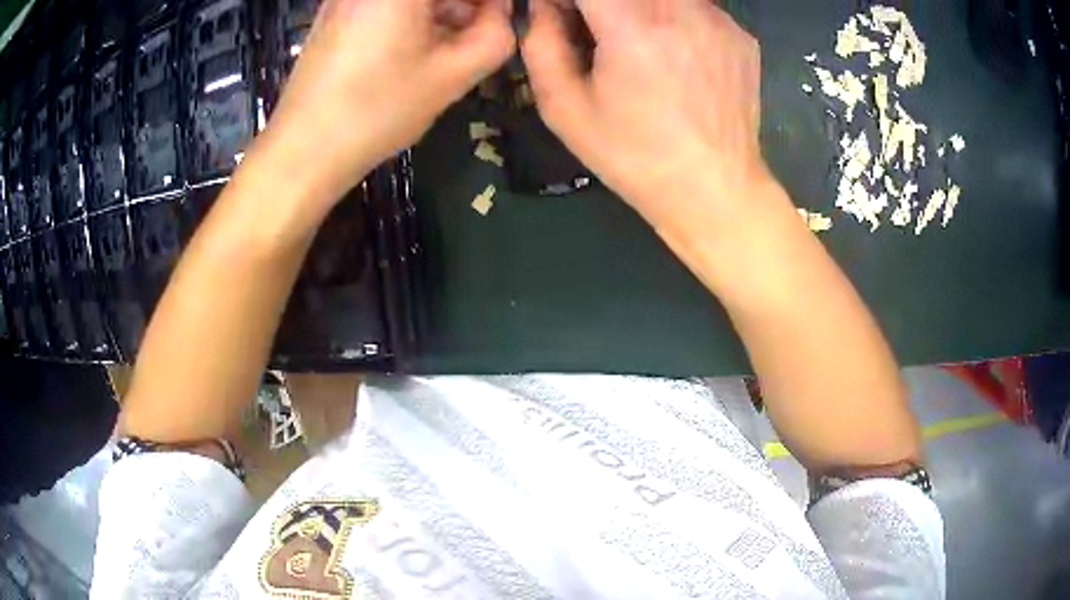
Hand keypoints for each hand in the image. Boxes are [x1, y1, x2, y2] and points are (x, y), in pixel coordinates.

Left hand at [255, 0, 514, 206]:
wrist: (303, 149)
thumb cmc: (377, 110)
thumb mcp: (452, 75)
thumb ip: (496, 34)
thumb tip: (502, 12)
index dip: (489, 3)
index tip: (499, 20)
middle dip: (466, 5)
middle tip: (481, 31)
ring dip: (444, 8)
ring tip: (456, 41)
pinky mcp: (338, 9)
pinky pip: (387, 3)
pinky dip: (416, 13)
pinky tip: (422, 43)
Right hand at [522, 0, 764, 229]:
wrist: (715, 190)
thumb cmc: (635, 157)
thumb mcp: (565, 109)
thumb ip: (541, 44)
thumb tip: (540, 7)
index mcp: (633, 27)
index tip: (563, 15)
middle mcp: (681, 10)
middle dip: (603, 5)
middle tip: (599, 34)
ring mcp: (719, 20)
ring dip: (640, 10)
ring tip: (642, 49)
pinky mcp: (741, 35)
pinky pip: (695, 8)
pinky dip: (675, 21)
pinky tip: (679, 59)